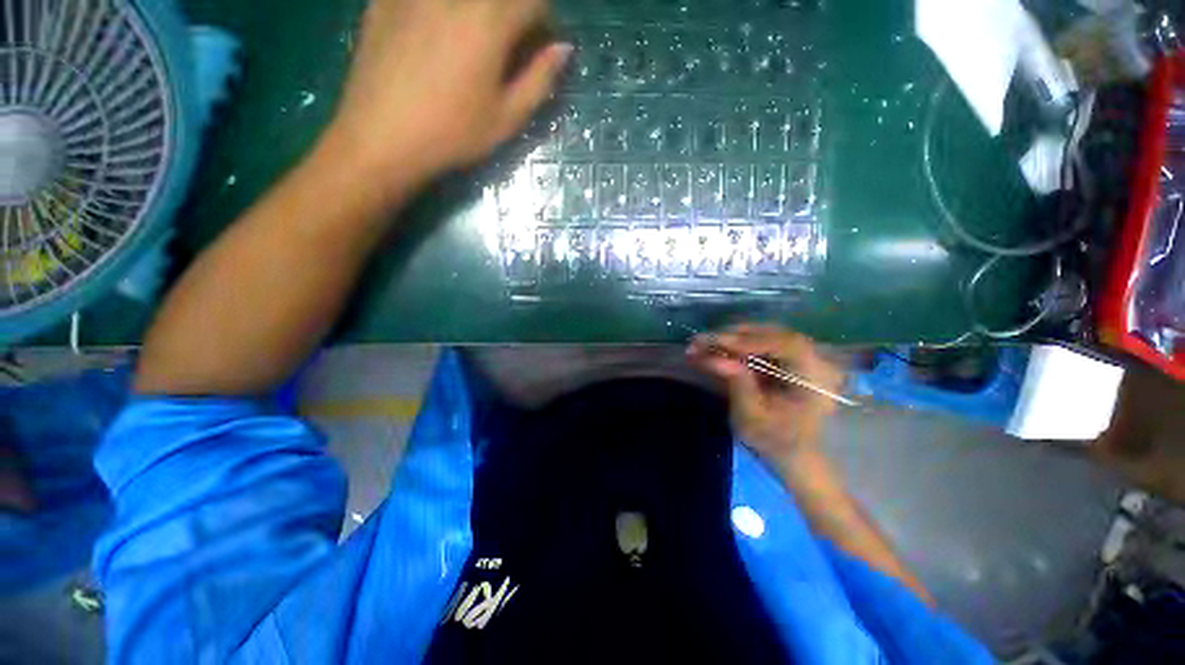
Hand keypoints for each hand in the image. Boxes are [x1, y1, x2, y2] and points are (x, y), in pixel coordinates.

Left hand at [328, 0, 570, 188]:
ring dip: (479, 14)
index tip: (541, 45)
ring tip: (473, 43)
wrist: (382, 138)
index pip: (533, 1)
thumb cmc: (453, 134)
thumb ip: (539, 80)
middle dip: (513, 14)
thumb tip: (563, 50)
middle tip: (508, 45)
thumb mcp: (506, 118)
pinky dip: (440, 12)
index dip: (544, 21)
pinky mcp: (386, 0)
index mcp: (489, 22)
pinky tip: (435, 35)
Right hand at [689, 324, 844, 462]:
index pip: (786, 344)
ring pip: (765, 334)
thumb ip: (738, 385)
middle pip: (773, 334)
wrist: (797, 455)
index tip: (716, 342)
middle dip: (733, 336)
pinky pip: (762, 342)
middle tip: (700, 341)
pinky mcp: (789, 357)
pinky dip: (737, 344)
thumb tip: (717, 359)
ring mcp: (804, 356)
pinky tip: (715, 348)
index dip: (750, 340)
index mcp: (817, 378)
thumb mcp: (753, 419)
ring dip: (732, 338)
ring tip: (703, 343)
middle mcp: (816, 359)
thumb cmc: (777, 442)